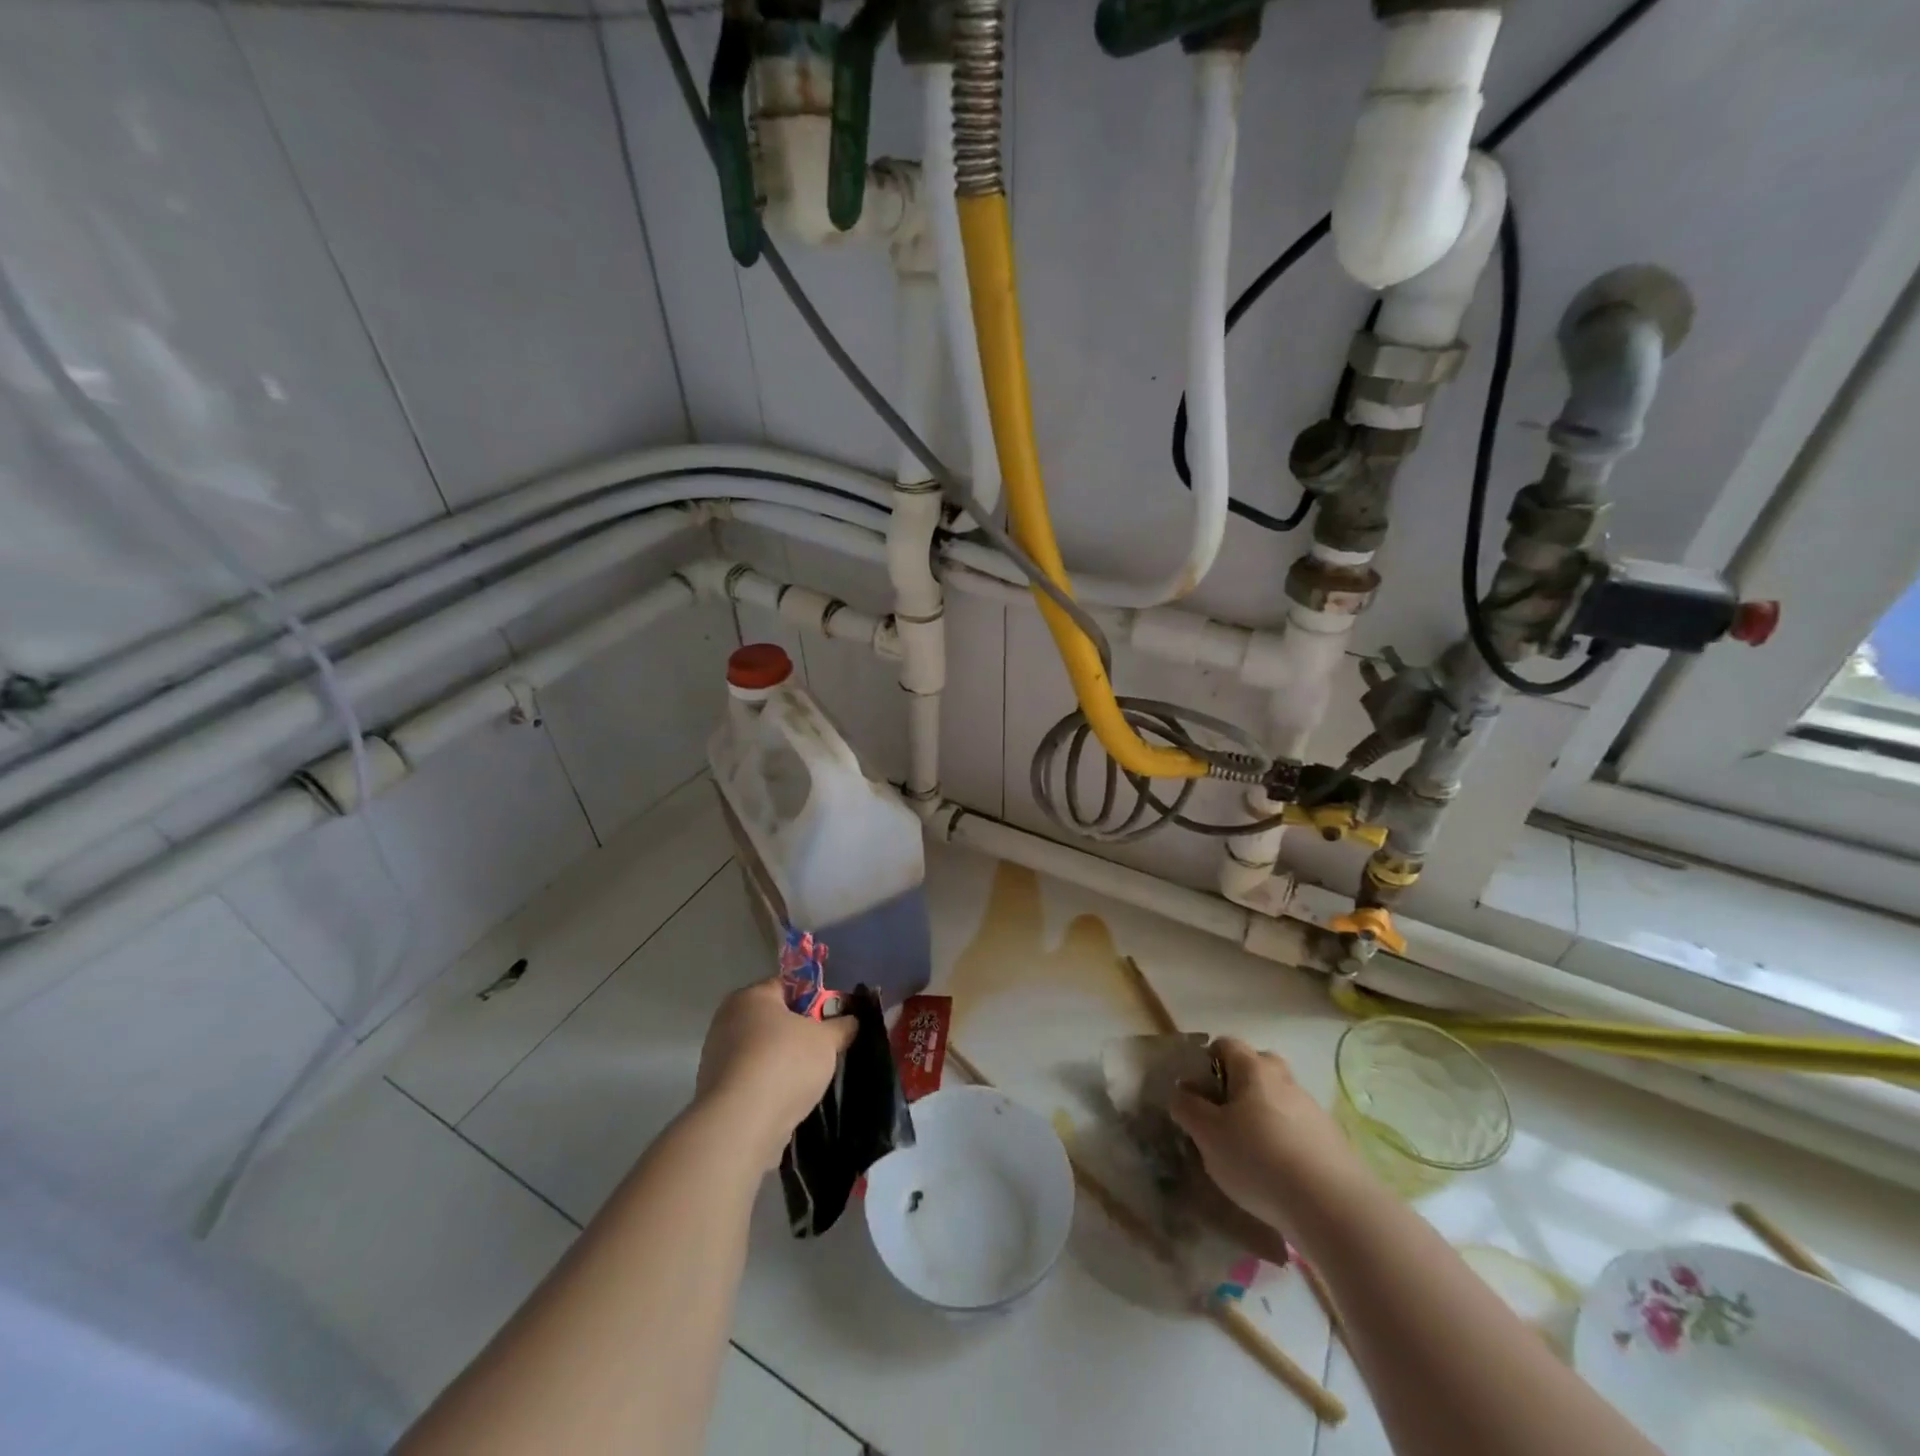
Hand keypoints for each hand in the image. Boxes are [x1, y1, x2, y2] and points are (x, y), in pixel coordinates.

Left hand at [696, 978, 856, 1168]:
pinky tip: (789, 1100)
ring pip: (763, 1051)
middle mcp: (728, 1020)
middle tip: (826, 1048)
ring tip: (810, 1080)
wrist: (741, 1124)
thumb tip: (851, 1021)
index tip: (834, 1018)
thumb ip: (841, 1025)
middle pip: (774, 1019)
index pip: (788, 986)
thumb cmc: (785, 1064)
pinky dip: (770, 1085)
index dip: (816, 999)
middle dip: (801, 1033)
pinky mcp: (716, 1092)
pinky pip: (752, 1078)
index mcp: (751, 996)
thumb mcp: (827, 1040)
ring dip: (785, 1061)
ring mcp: (717, 1057)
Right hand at [1170, 1037, 1365, 1236]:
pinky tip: (1278, 1174)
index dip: (1207, 1060)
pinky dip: (1284, 1142)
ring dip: (1262, 1116)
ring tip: (1249, 1153)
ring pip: (1279, 1100)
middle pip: (1257, 1068)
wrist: (1334, 1208)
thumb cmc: (1259, 1159)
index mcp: (1254, 1069)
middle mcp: (1285, 1080)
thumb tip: (1182, 1092)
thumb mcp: (1207, 1135)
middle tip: (1223, 1117)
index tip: (1197, 1091)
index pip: (1226, 1044)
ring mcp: (1313, 1110)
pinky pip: (1298, 1130)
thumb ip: (1188, 1109)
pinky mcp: (1333, 1142)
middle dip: (1238, 1085)